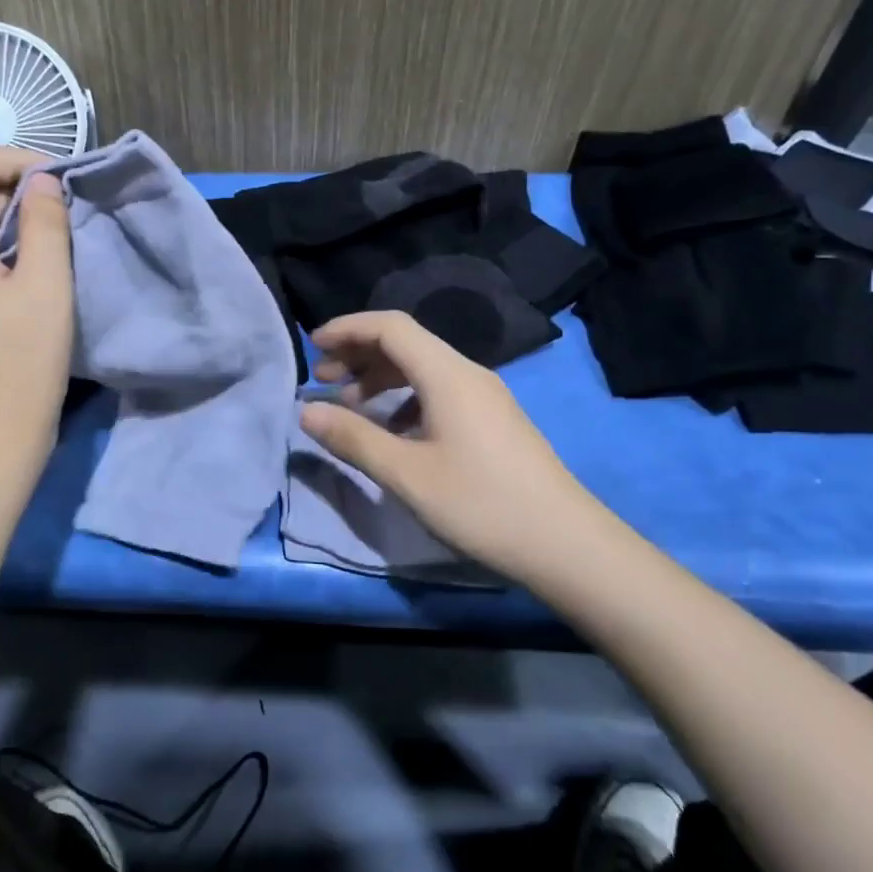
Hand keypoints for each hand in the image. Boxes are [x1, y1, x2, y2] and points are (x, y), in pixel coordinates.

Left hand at [0, 147, 73, 487]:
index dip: (15, 160)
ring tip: (58, 249)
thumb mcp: (46, 286)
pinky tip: (34, 281)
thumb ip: (45, 222)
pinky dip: (1, 256)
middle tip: (68, 219)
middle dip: (18, 195)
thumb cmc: (20, 365)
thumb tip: (43, 182)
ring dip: (14, 227)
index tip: (60, 184)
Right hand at [299, 311, 618, 582]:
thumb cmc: (481, 504)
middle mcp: (467, 373)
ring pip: (422, 368)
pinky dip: (404, 399)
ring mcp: (484, 396)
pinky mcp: (492, 420)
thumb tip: (306, 410)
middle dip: (358, 354)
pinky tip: (392, 431)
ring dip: (380, 378)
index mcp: (447, 375)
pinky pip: (438, 391)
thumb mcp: (407, 474)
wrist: (566, 544)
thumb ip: (353, 438)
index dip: (347, 328)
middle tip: (322, 380)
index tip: (313, 347)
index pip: (390, 326)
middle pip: (406, 343)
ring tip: (349, 406)